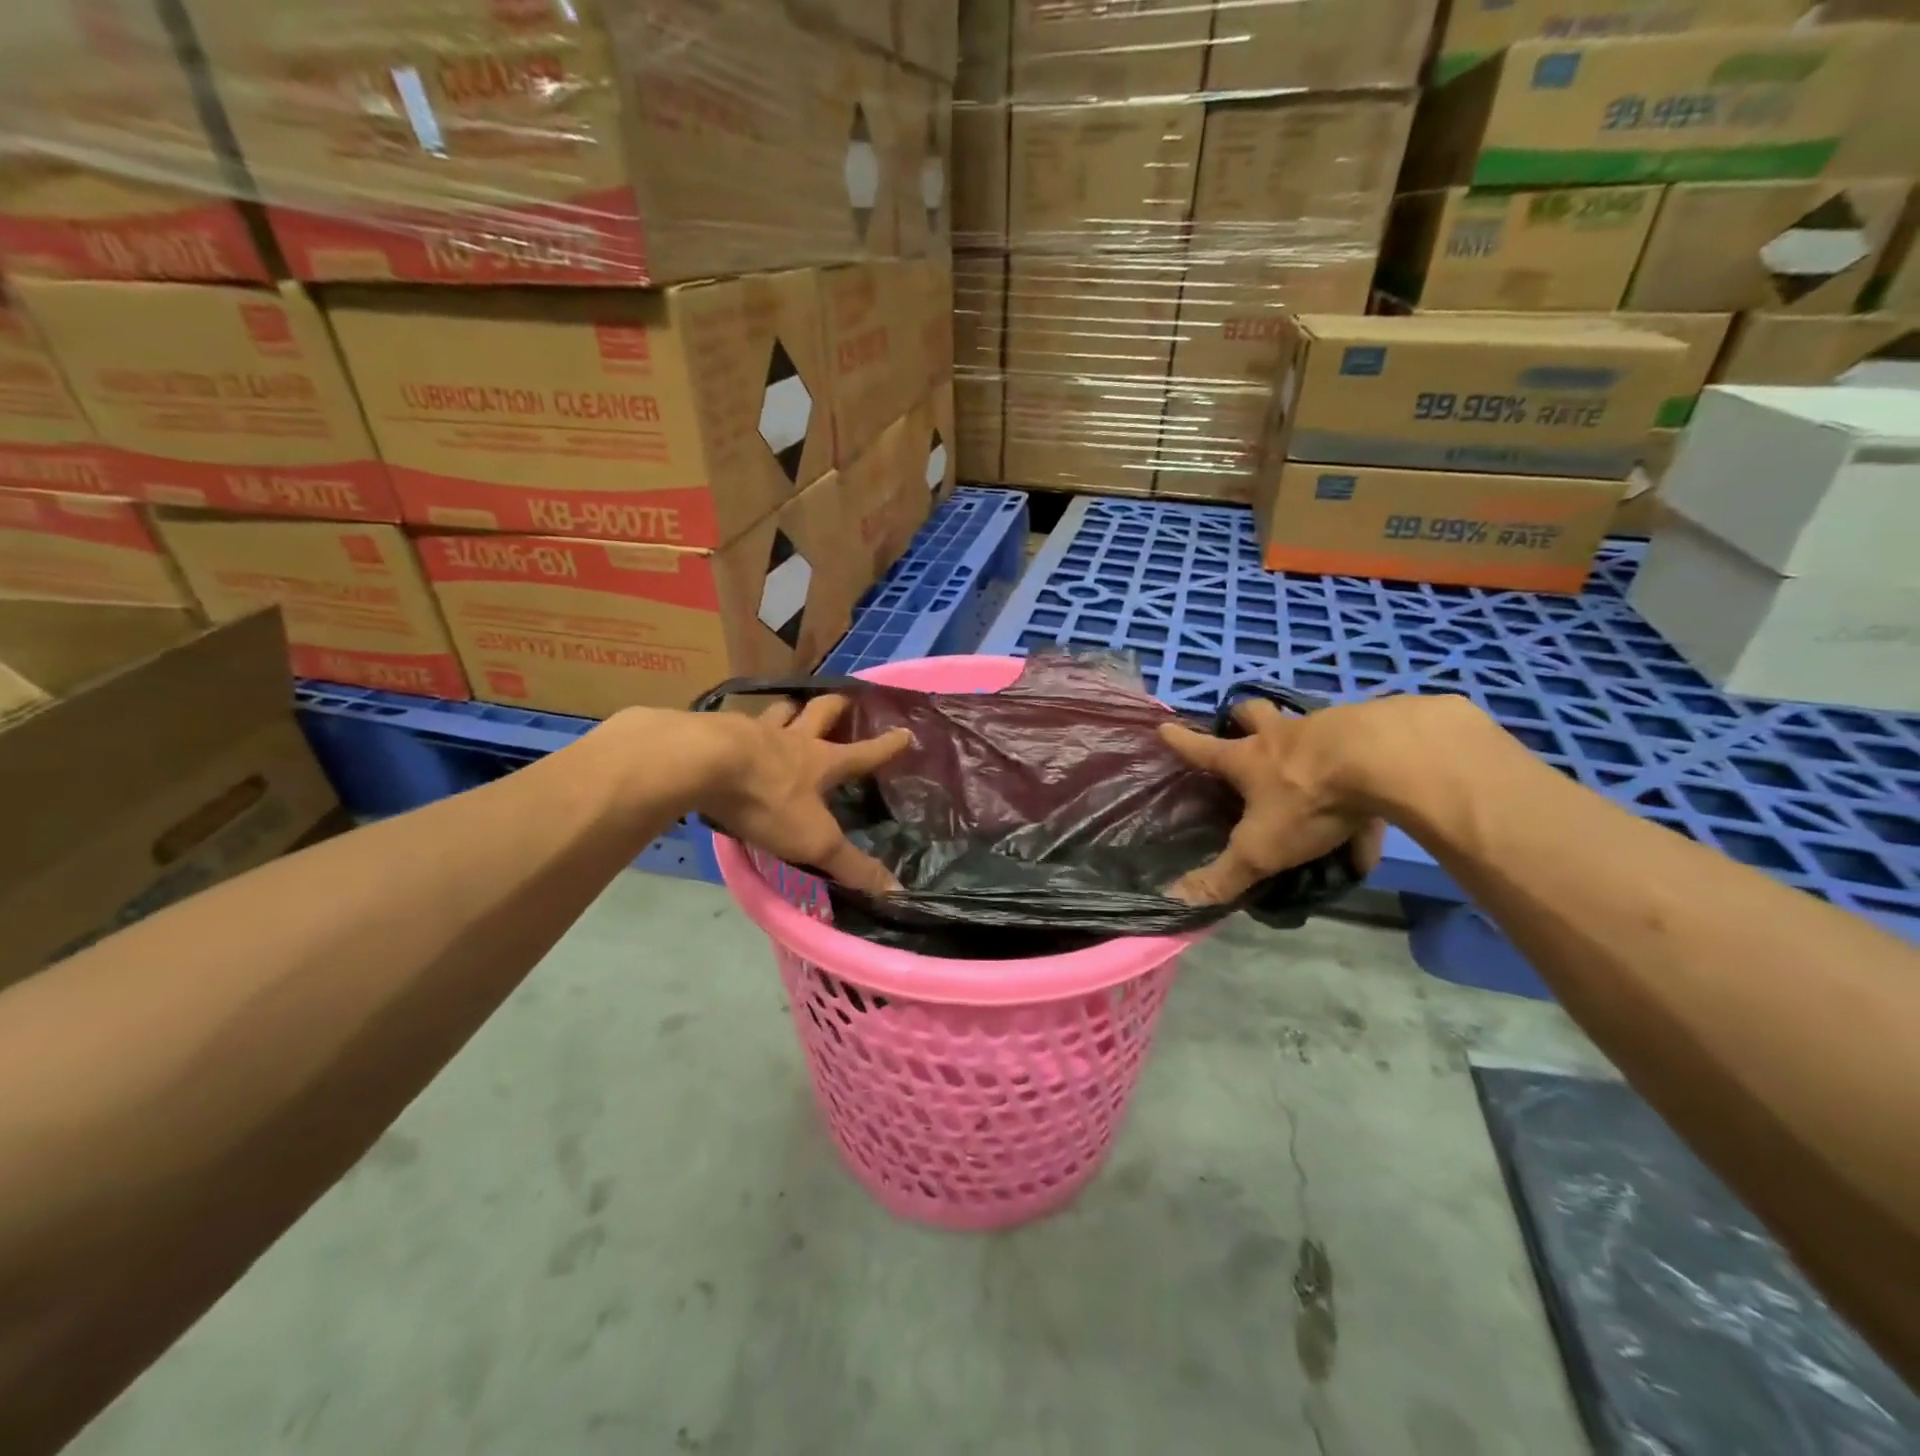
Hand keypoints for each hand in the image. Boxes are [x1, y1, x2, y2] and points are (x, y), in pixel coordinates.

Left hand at [698, 696, 911, 895]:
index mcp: (822, 761)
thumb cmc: (768, 800)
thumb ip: (852, 865)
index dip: (887, 746)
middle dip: (837, 707)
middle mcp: (793, 739)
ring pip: (779, 711)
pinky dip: (742, 726)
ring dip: (789, 710)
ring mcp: (755, 731)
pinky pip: (736, 723)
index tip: (905, 732)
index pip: (864, 753)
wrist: (704, 764)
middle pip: (821, 712)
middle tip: (845, 700)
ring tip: (790, 710)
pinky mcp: (719, 732)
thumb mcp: (815, 840)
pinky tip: (733, 732)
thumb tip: (896, 891)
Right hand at [1159, 696, 1393, 904]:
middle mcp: (1283, 735)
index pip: (1203, 749)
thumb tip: (1175, 900)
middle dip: (1242, 716)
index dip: (1181, 741)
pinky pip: (1362, 750)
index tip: (1164, 727)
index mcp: (1249, 759)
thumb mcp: (1261, 848)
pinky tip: (1379, 794)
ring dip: (1304, 736)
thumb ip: (1224, 876)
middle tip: (1243, 726)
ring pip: (1308, 724)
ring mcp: (1329, 726)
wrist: (1386, 759)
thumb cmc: (1308, 800)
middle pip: (1254, 713)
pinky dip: (1362, 767)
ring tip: (1316, 763)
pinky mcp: (1375, 728)